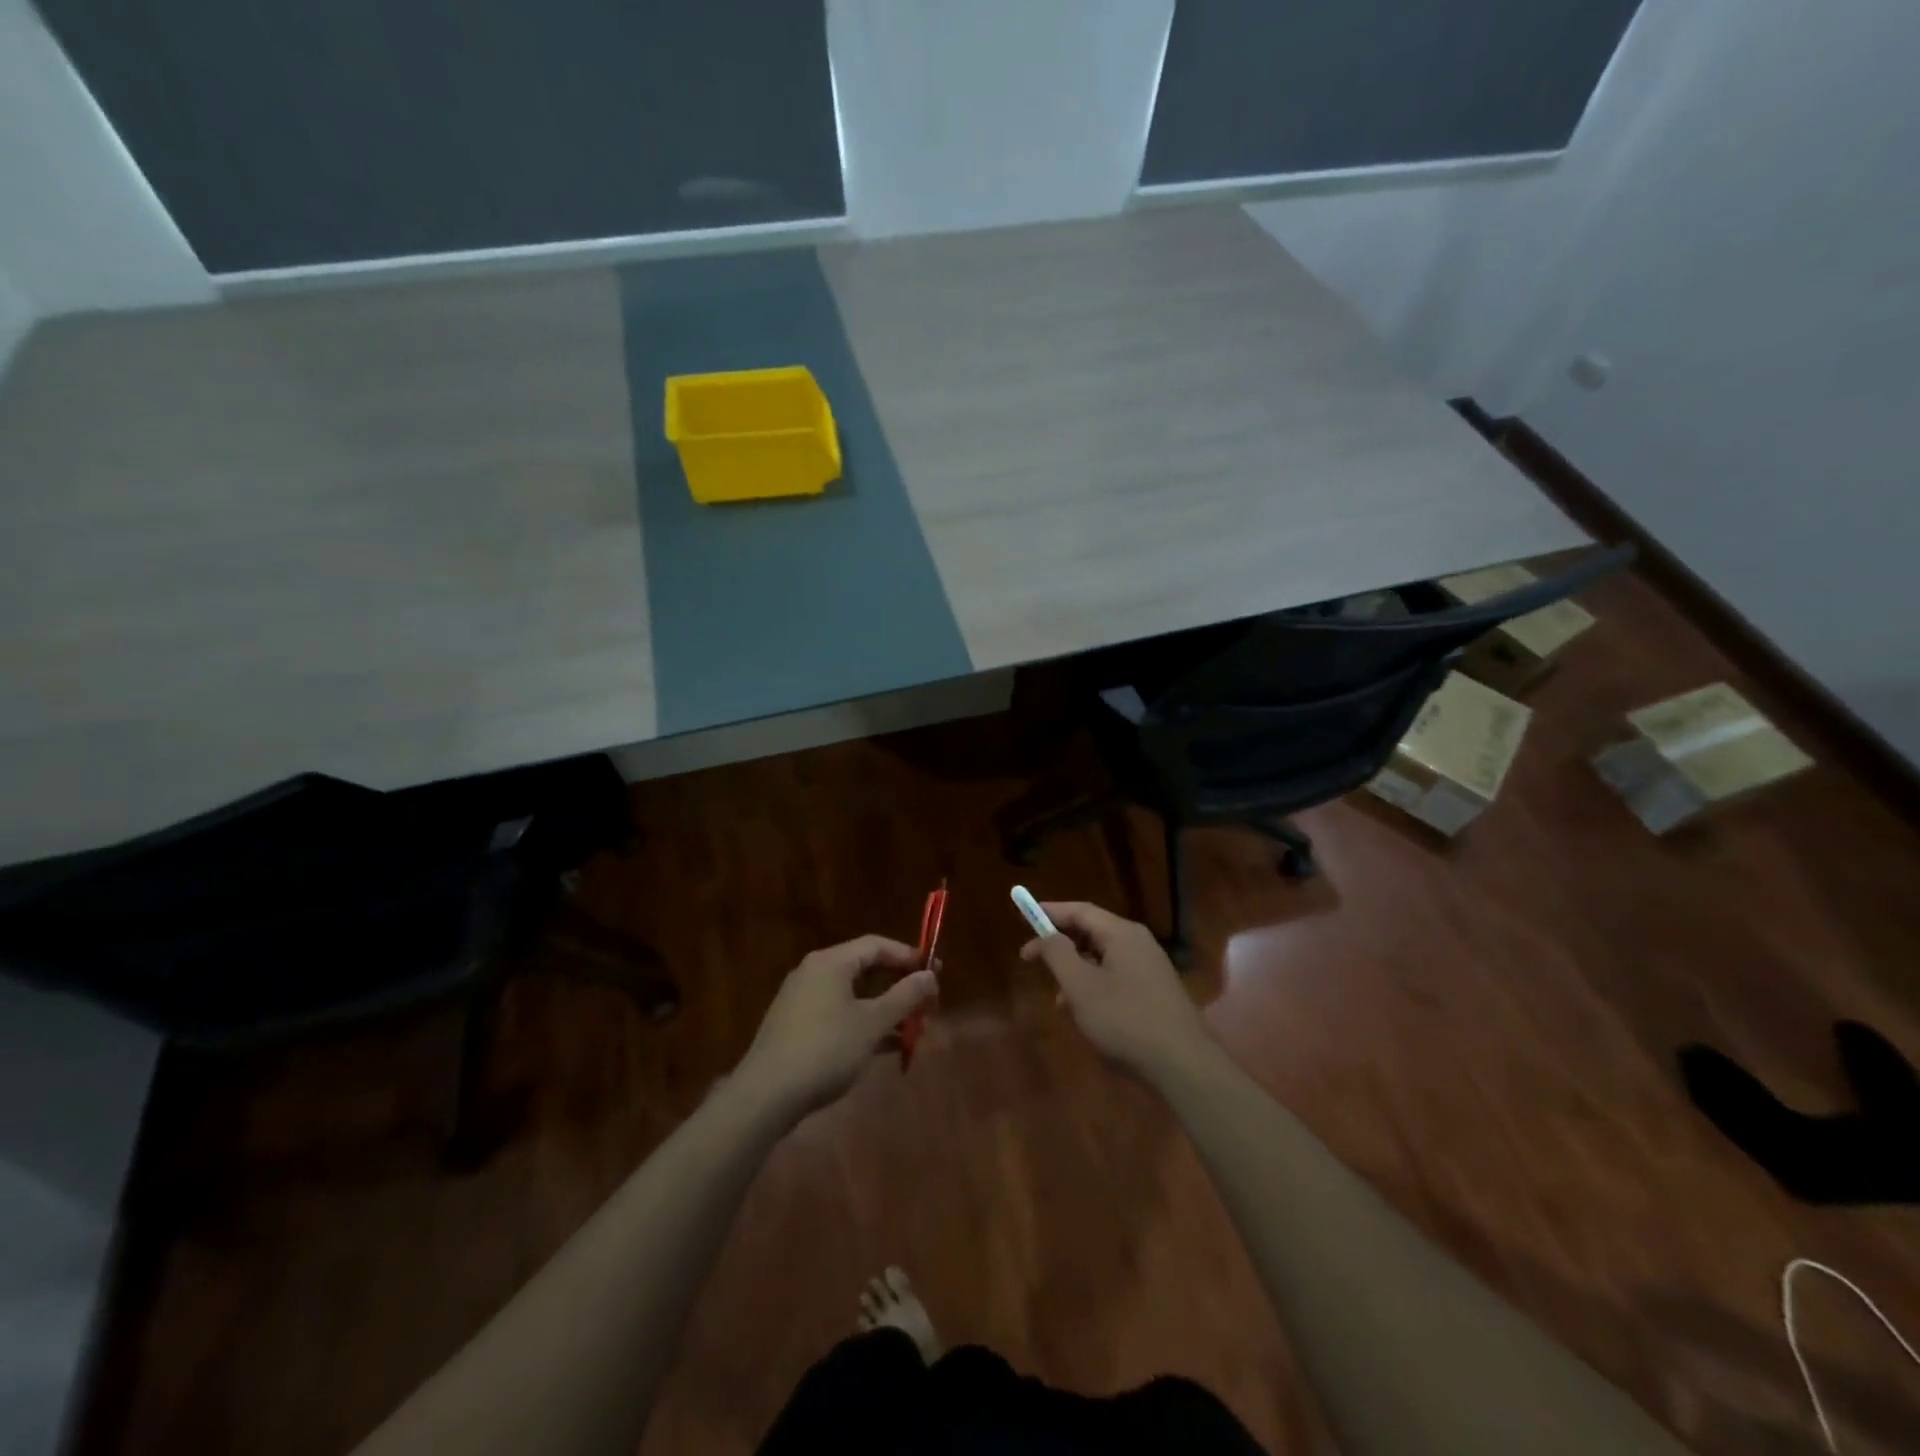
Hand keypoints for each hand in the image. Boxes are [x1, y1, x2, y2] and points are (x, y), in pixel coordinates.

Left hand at [734, 936, 936, 1119]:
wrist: (766, 1096)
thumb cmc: (825, 1050)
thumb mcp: (872, 1023)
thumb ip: (905, 996)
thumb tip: (930, 975)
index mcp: (831, 962)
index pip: (877, 945)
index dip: (908, 956)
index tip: (935, 972)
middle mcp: (815, 973)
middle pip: (866, 970)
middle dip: (900, 987)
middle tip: (928, 1005)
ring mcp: (803, 1001)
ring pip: (854, 996)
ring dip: (886, 1010)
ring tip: (915, 1031)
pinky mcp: (797, 1027)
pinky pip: (840, 1014)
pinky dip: (864, 1024)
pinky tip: (887, 1048)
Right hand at [1021, 901, 1213, 1081]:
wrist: (1184, 1065)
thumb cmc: (1125, 1020)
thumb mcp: (1081, 987)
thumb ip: (1058, 954)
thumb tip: (1047, 935)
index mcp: (1122, 933)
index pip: (1080, 910)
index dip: (1049, 913)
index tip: (1023, 919)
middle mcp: (1138, 943)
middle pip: (1091, 933)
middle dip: (1061, 947)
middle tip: (1033, 962)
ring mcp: (1150, 968)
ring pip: (1102, 959)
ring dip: (1076, 974)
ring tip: (1060, 1002)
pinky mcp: (1155, 992)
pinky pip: (1116, 978)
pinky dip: (1095, 988)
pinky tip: (1086, 1016)